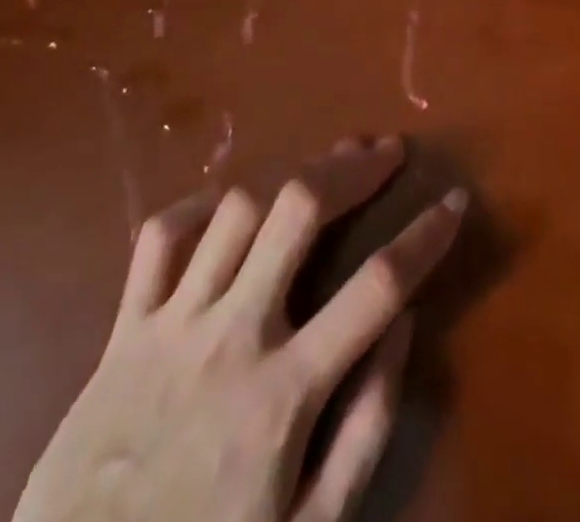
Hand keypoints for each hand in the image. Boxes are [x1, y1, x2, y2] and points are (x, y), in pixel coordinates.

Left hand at [14, 136, 464, 521]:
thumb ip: (366, 428)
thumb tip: (404, 324)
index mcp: (285, 393)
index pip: (377, 287)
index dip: (426, 236)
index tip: (455, 201)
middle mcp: (233, 337)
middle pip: (300, 211)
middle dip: (353, 168)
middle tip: (387, 151)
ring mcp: (172, 325)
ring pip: (237, 209)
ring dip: (288, 177)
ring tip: (322, 170)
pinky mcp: (124, 329)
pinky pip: (160, 238)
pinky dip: (198, 207)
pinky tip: (229, 205)